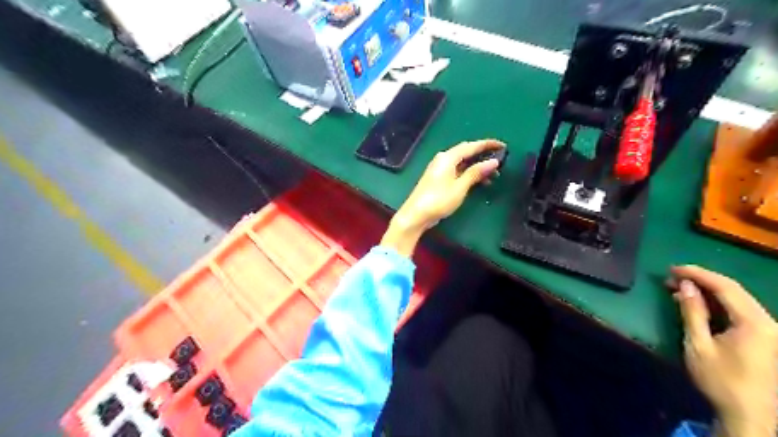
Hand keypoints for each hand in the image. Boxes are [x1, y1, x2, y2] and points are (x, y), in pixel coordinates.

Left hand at [382, 140, 504, 254]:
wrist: (416, 215)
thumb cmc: (438, 200)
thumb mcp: (460, 187)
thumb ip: (476, 173)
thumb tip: (493, 161)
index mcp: (448, 157)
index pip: (471, 146)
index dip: (487, 145)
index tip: (502, 145)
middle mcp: (443, 159)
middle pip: (466, 152)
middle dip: (483, 155)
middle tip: (499, 160)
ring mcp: (439, 169)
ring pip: (462, 163)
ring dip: (477, 167)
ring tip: (493, 176)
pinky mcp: (438, 178)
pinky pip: (457, 170)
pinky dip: (469, 174)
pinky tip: (478, 182)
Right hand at [669, 267, 776, 436]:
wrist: (749, 415)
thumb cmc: (720, 379)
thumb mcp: (699, 344)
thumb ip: (693, 312)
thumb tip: (686, 285)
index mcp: (755, 323)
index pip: (726, 287)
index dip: (698, 274)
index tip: (672, 269)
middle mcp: (768, 322)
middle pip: (733, 291)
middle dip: (701, 281)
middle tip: (671, 278)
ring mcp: (769, 331)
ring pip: (736, 301)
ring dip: (707, 292)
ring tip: (679, 289)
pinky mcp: (765, 339)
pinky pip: (740, 312)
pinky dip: (717, 305)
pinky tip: (696, 305)